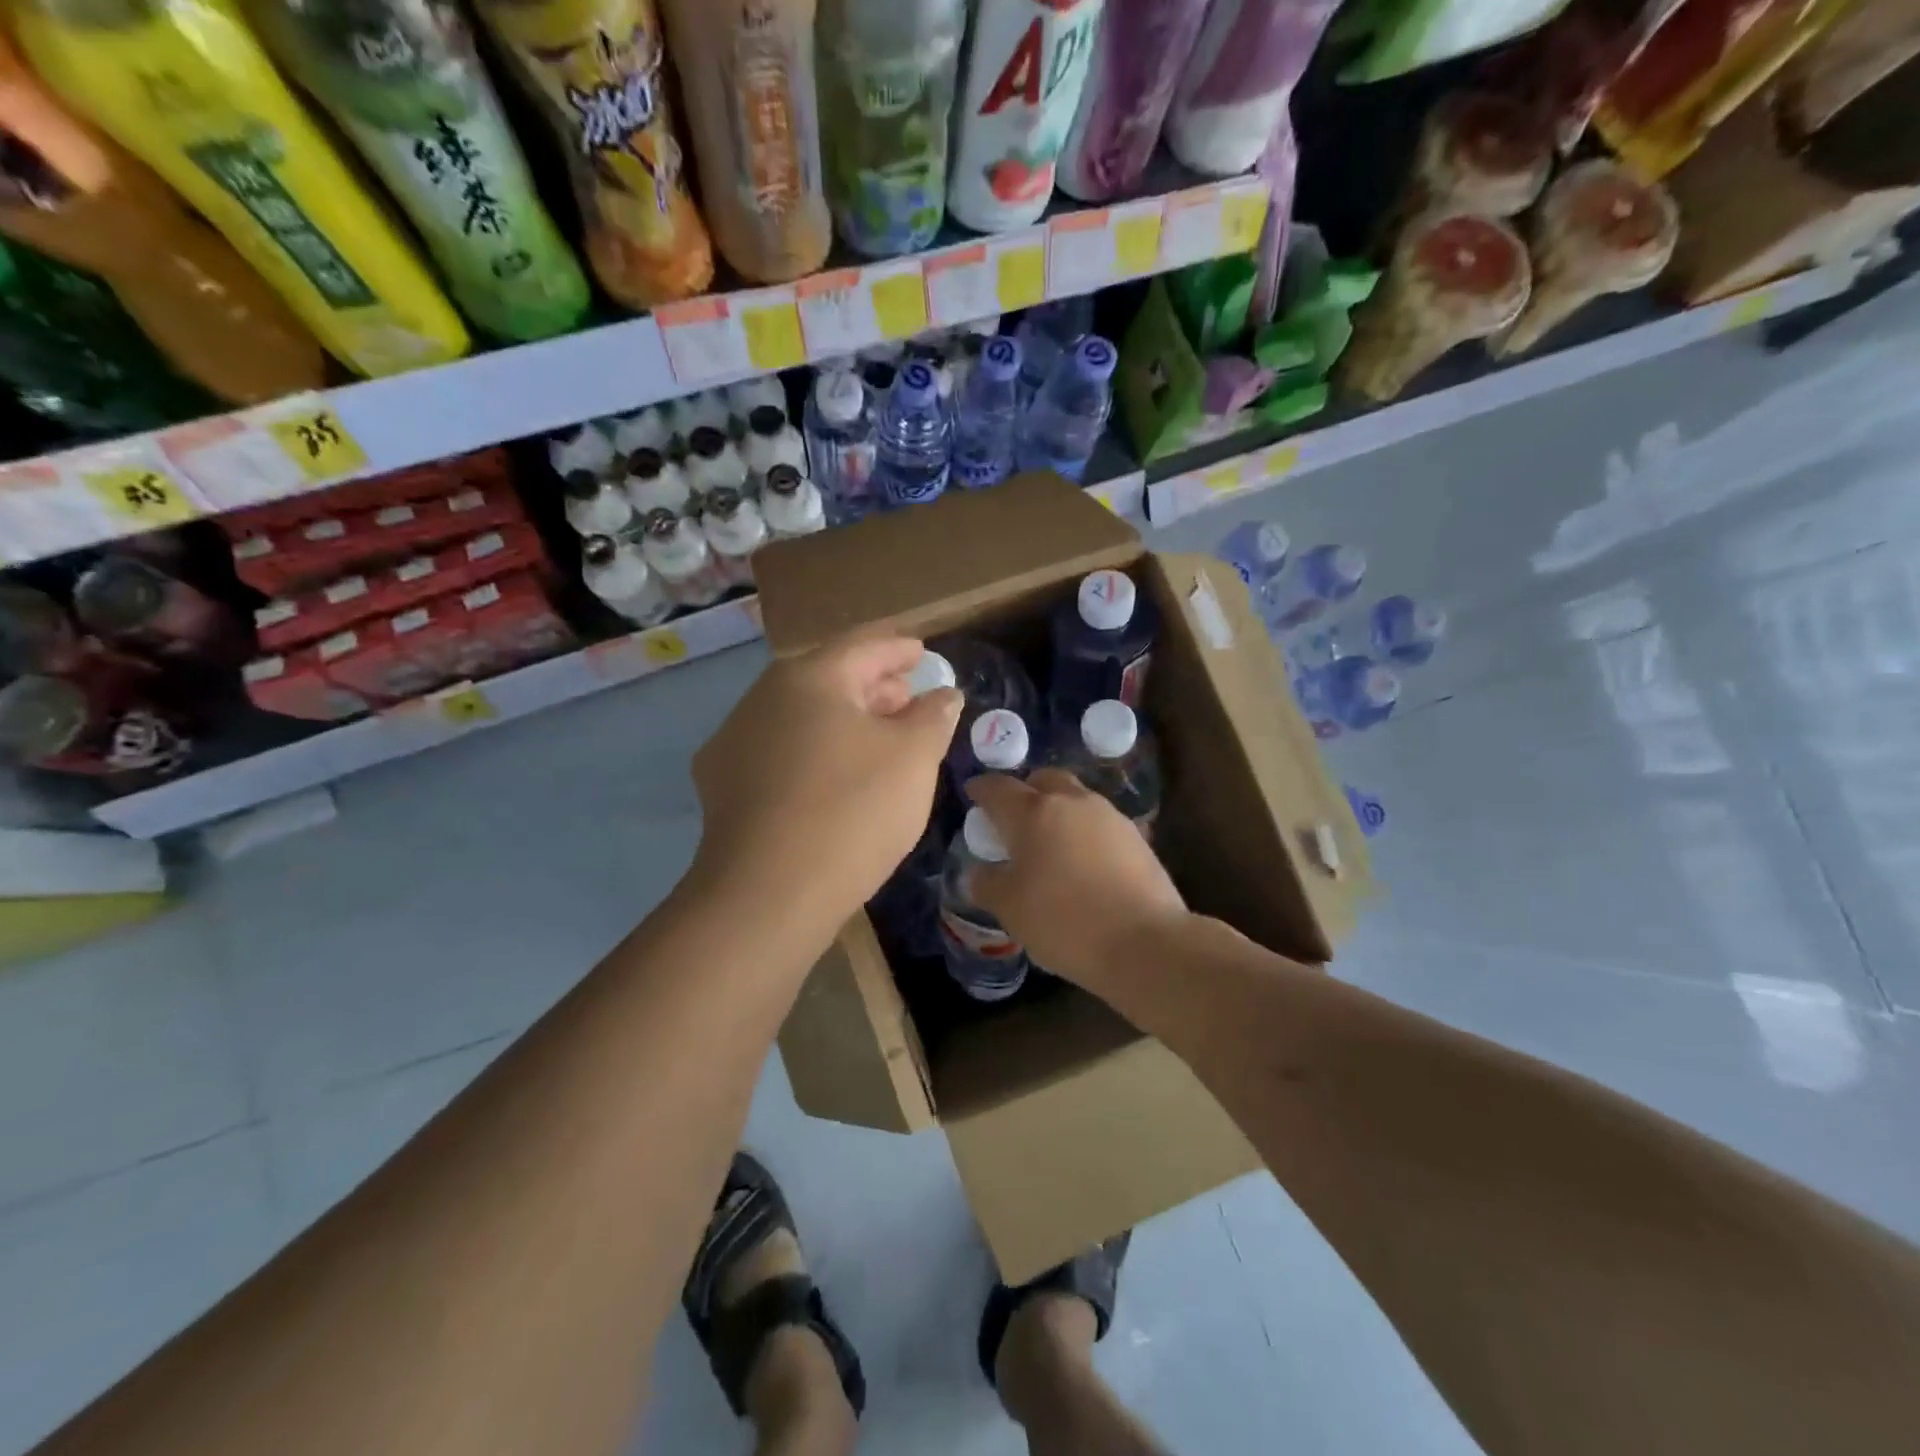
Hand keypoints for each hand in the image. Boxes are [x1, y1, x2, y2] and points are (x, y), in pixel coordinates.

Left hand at [692, 633, 960, 935]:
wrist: (767, 895)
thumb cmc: (852, 811)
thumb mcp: (914, 758)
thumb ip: (933, 715)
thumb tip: (942, 694)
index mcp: (810, 677)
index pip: (863, 644)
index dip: (898, 647)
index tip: (922, 652)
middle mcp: (763, 697)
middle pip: (828, 677)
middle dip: (873, 684)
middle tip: (907, 695)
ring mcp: (735, 741)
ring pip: (801, 715)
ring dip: (843, 718)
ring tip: (878, 736)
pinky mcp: (722, 785)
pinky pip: (780, 751)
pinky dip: (814, 750)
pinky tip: (832, 776)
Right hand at [965, 770, 1188, 990]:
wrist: (1145, 942)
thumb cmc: (1064, 921)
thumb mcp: (1010, 909)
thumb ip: (987, 884)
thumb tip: (978, 872)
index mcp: (1033, 812)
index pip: (998, 788)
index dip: (981, 789)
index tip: (973, 794)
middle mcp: (1071, 802)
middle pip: (1043, 780)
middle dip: (1026, 791)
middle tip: (1015, 818)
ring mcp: (1109, 817)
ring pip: (1076, 799)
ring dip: (1059, 811)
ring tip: (1050, 844)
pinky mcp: (1137, 838)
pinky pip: (1099, 824)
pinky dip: (1084, 833)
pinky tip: (1082, 863)